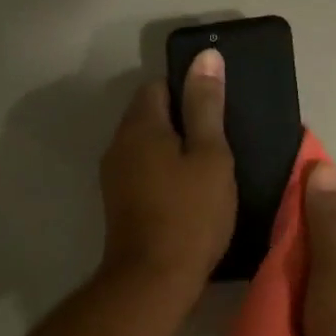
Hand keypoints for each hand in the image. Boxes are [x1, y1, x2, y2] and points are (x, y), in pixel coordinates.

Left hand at [98, 49, 235, 293]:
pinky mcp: (119, 202)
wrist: (154, 279)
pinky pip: (144, 169)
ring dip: (174, 147)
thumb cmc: (190, 213)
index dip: (189, 89)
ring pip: (147, 145)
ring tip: (210, 165)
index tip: (218, 108)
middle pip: (150, 114)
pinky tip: (189, 190)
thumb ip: (207, 105)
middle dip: (183, 119)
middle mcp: (118, 144)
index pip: (159, 85)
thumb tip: (206, 56)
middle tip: (221, 138)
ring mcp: (114, 175)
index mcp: (140, 126)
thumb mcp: (210, 155)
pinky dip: (165, 171)